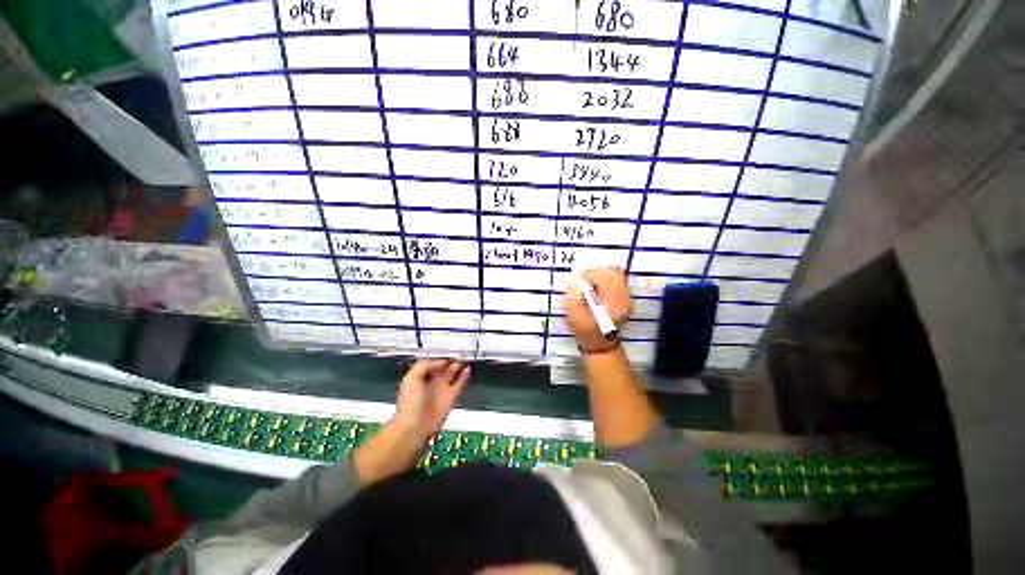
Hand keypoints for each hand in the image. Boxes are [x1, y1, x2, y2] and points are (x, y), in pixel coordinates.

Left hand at [393, 359, 470, 437]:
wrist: (415, 427)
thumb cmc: (410, 402)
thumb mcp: (411, 378)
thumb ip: (425, 366)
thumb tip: (441, 363)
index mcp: (420, 376)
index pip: (431, 362)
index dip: (439, 356)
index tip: (447, 350)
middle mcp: (432, 381)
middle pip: (443, 366)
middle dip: (451, 359)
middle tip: (460, 352)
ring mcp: (442, 388)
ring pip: (453, 373)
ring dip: (459, 365)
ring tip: (466, 357)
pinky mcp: (451, 396)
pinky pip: (460, 383)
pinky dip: (464, 376)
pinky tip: (468, 369)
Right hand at [564, 266, 630, 353]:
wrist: (601, 346)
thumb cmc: (586, 333)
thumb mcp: (574, 318)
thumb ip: (572, 299)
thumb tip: (573, 283)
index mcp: (612, 304)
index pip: (606, 279)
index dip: (590, 274)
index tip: (579, 278)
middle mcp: (623, 299)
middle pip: (614, 273)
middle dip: (597, 271)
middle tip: (585, 277)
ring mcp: (626, 299)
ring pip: (617, 275)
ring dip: (602, 275)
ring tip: (590, 282)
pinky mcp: (625, 299)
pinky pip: (617, 281)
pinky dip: (606, 280)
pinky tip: (597, 288)